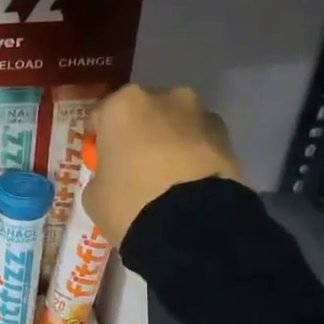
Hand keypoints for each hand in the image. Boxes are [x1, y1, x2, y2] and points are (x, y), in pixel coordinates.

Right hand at [84, 85, 245, 245]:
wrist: (192, 226)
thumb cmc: (130, 203)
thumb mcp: (94, 195)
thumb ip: (101, 175)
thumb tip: (113, 176)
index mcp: (124, 105)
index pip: (101, 116)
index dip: (98, 139)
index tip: (99, 160)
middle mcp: (165, 97)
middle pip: (143, 113)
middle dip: (138, 134)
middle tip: (134, 168)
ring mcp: (202, 114)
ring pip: (176, 125)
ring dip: (169, 143)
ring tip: (166, 179)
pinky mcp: (228, 138)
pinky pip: (200, 144)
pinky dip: (193, 157)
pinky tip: (188, 185)